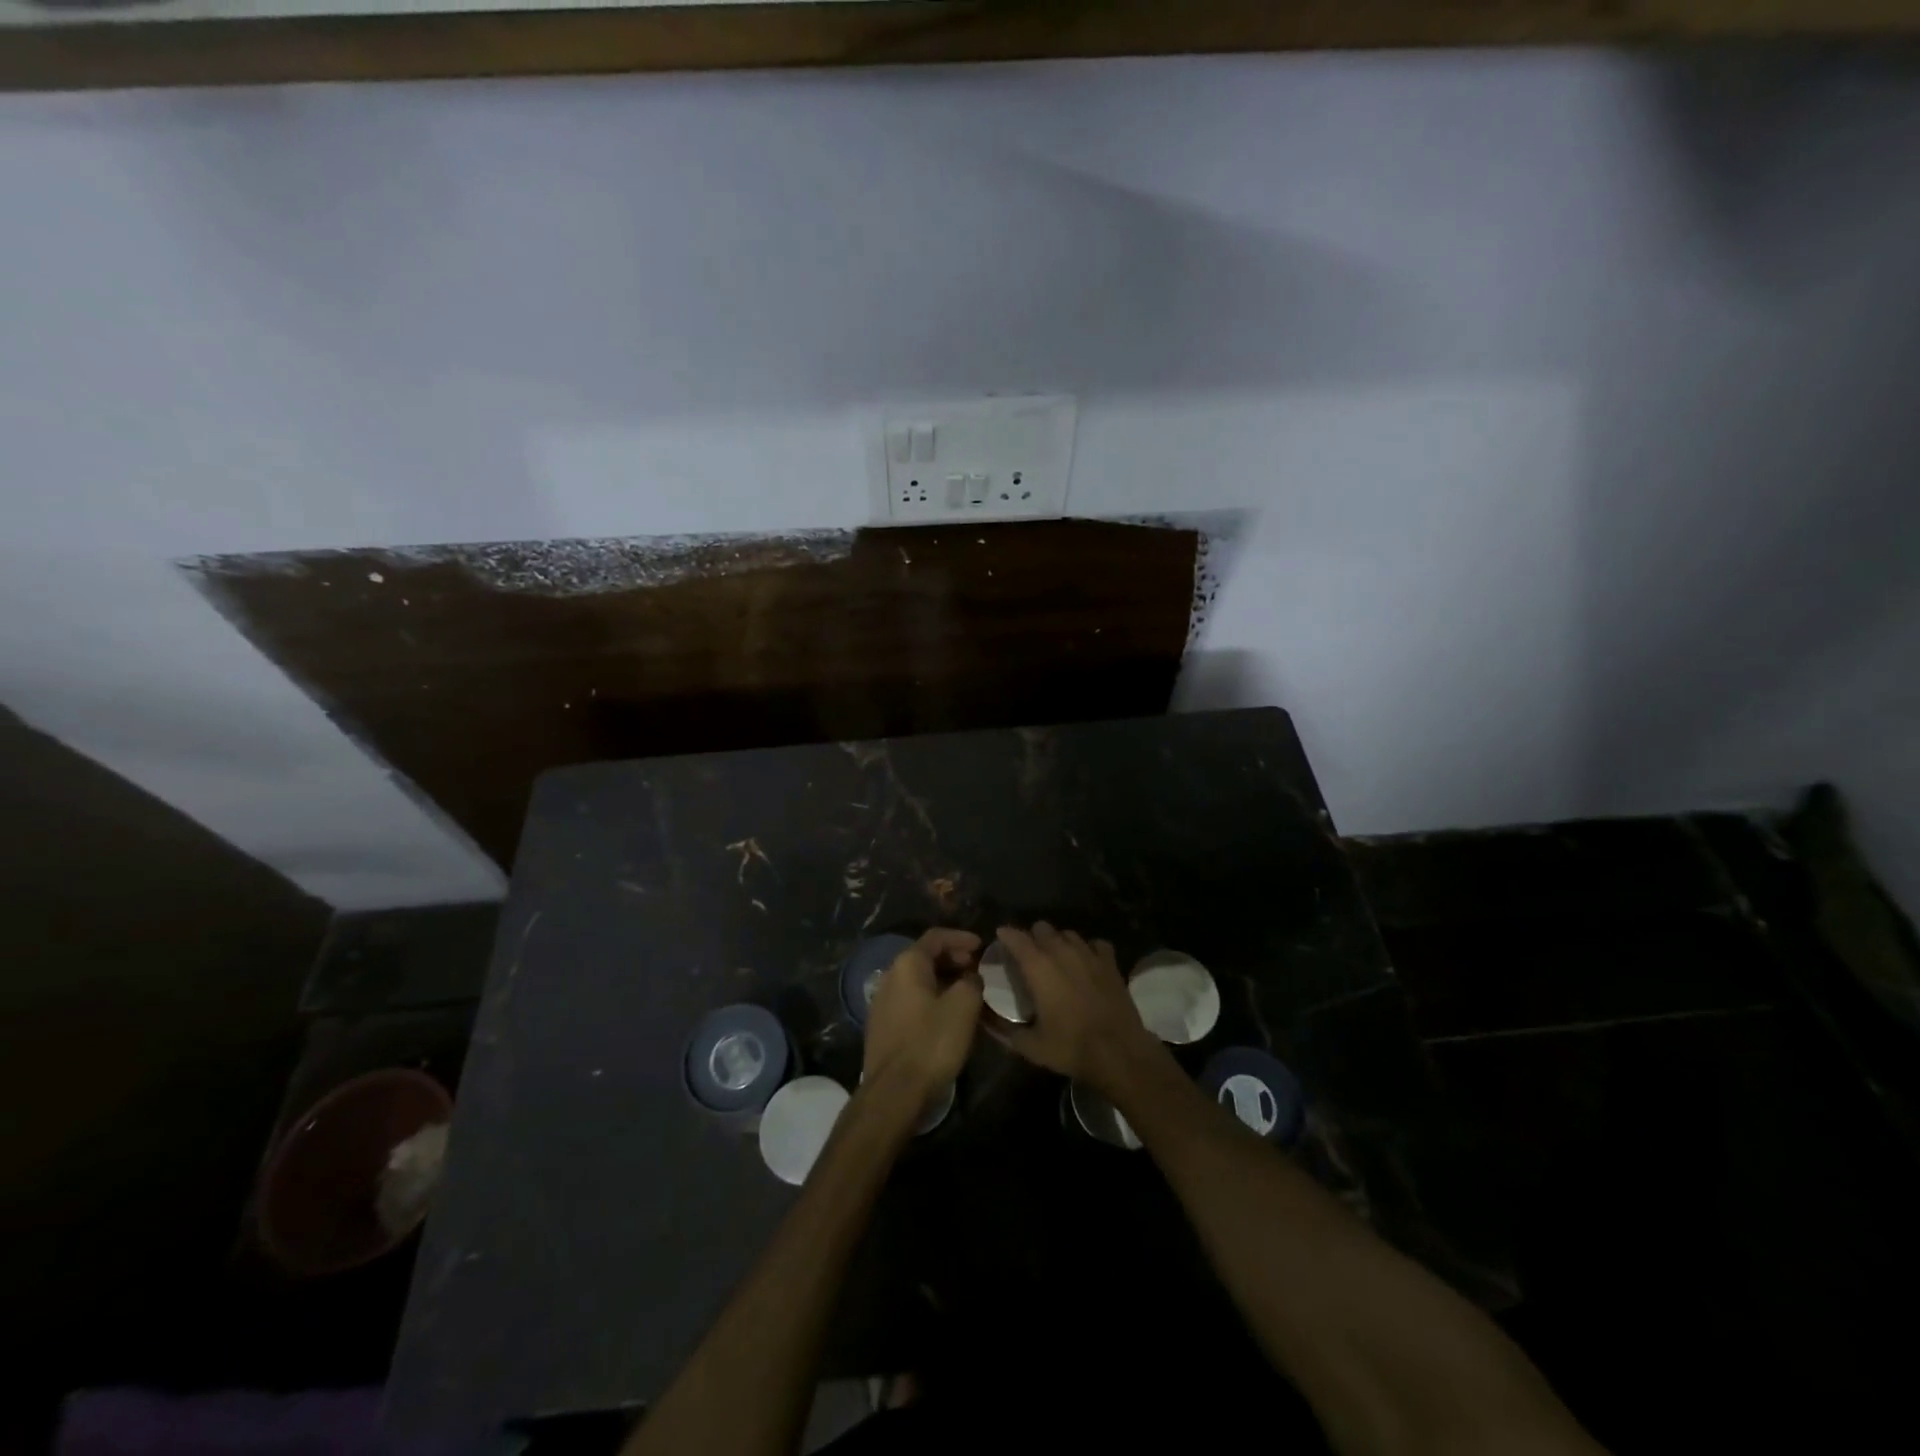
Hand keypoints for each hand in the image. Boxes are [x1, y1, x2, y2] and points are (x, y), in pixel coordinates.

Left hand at [862, 928, 983, 1093]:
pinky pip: (911, 1000)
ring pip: (918, 981)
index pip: (935, 937)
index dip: (961, 937)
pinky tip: (947, 1014)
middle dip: (953, 959)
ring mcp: (882, 1002)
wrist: (894, 1092)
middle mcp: (890, 976)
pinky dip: (932, 998)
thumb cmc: (931, 1042)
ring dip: (943, 980)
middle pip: (924, 957)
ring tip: (967, 992)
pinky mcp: (882, 1026)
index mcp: (907, 964)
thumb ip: (972, 981)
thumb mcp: (963, 1006)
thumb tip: (970, 977)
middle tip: (976, 968)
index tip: (982, 945)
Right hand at [994, 923, 1168, 1098]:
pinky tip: (1086, 962)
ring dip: (1058, 941)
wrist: (1119, 1053)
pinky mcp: (1110, 962)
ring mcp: (1089, 954)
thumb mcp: (1030, 1046)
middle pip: (1042, 928)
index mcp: (1039, 967)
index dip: (1006, 935)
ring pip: (1068, 933)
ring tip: (1056, 958)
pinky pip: (1095, 944)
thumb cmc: (1071, 1047)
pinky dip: (1088, 949)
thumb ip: (1004, 1031)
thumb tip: (985, 1021)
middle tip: (1029, 956)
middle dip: (1032, 937)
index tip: (1000, 937)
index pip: (1016, 937)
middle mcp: (1062, 952)